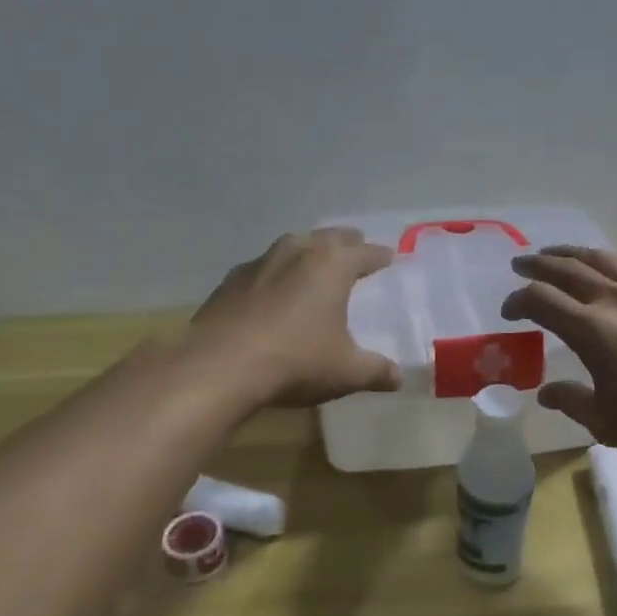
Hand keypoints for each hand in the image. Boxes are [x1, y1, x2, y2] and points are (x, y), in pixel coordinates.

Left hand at [189, 229, 400, 407]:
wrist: (218, 367)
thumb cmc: (295, 362)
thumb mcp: (346, 372)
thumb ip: (376, 371)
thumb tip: (398, 378)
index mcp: (332, 265)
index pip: (365, 252)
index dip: (380, 256)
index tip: (389, 257)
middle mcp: (297, 252)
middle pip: (329, 237)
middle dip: (347, 243)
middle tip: (356, 249)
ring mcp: (260, 263)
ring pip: (293, 246)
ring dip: (309, 252)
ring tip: (316, 265)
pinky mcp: (230, 281)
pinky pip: (263, 268)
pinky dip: (276, 274)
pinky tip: (273, 292)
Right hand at [501, 247, 616, 470]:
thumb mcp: (605, 421)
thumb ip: (570, 400)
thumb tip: (545, 392)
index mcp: (592, 331)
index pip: (540, 300)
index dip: (517, 301)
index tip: (508, 313)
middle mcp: (615, 301)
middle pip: (566, 270)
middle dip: (537, 265)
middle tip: (519, 264)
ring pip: (601, 259)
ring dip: (571, 253)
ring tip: (554, 254)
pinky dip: (614, 261)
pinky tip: (609, 264)